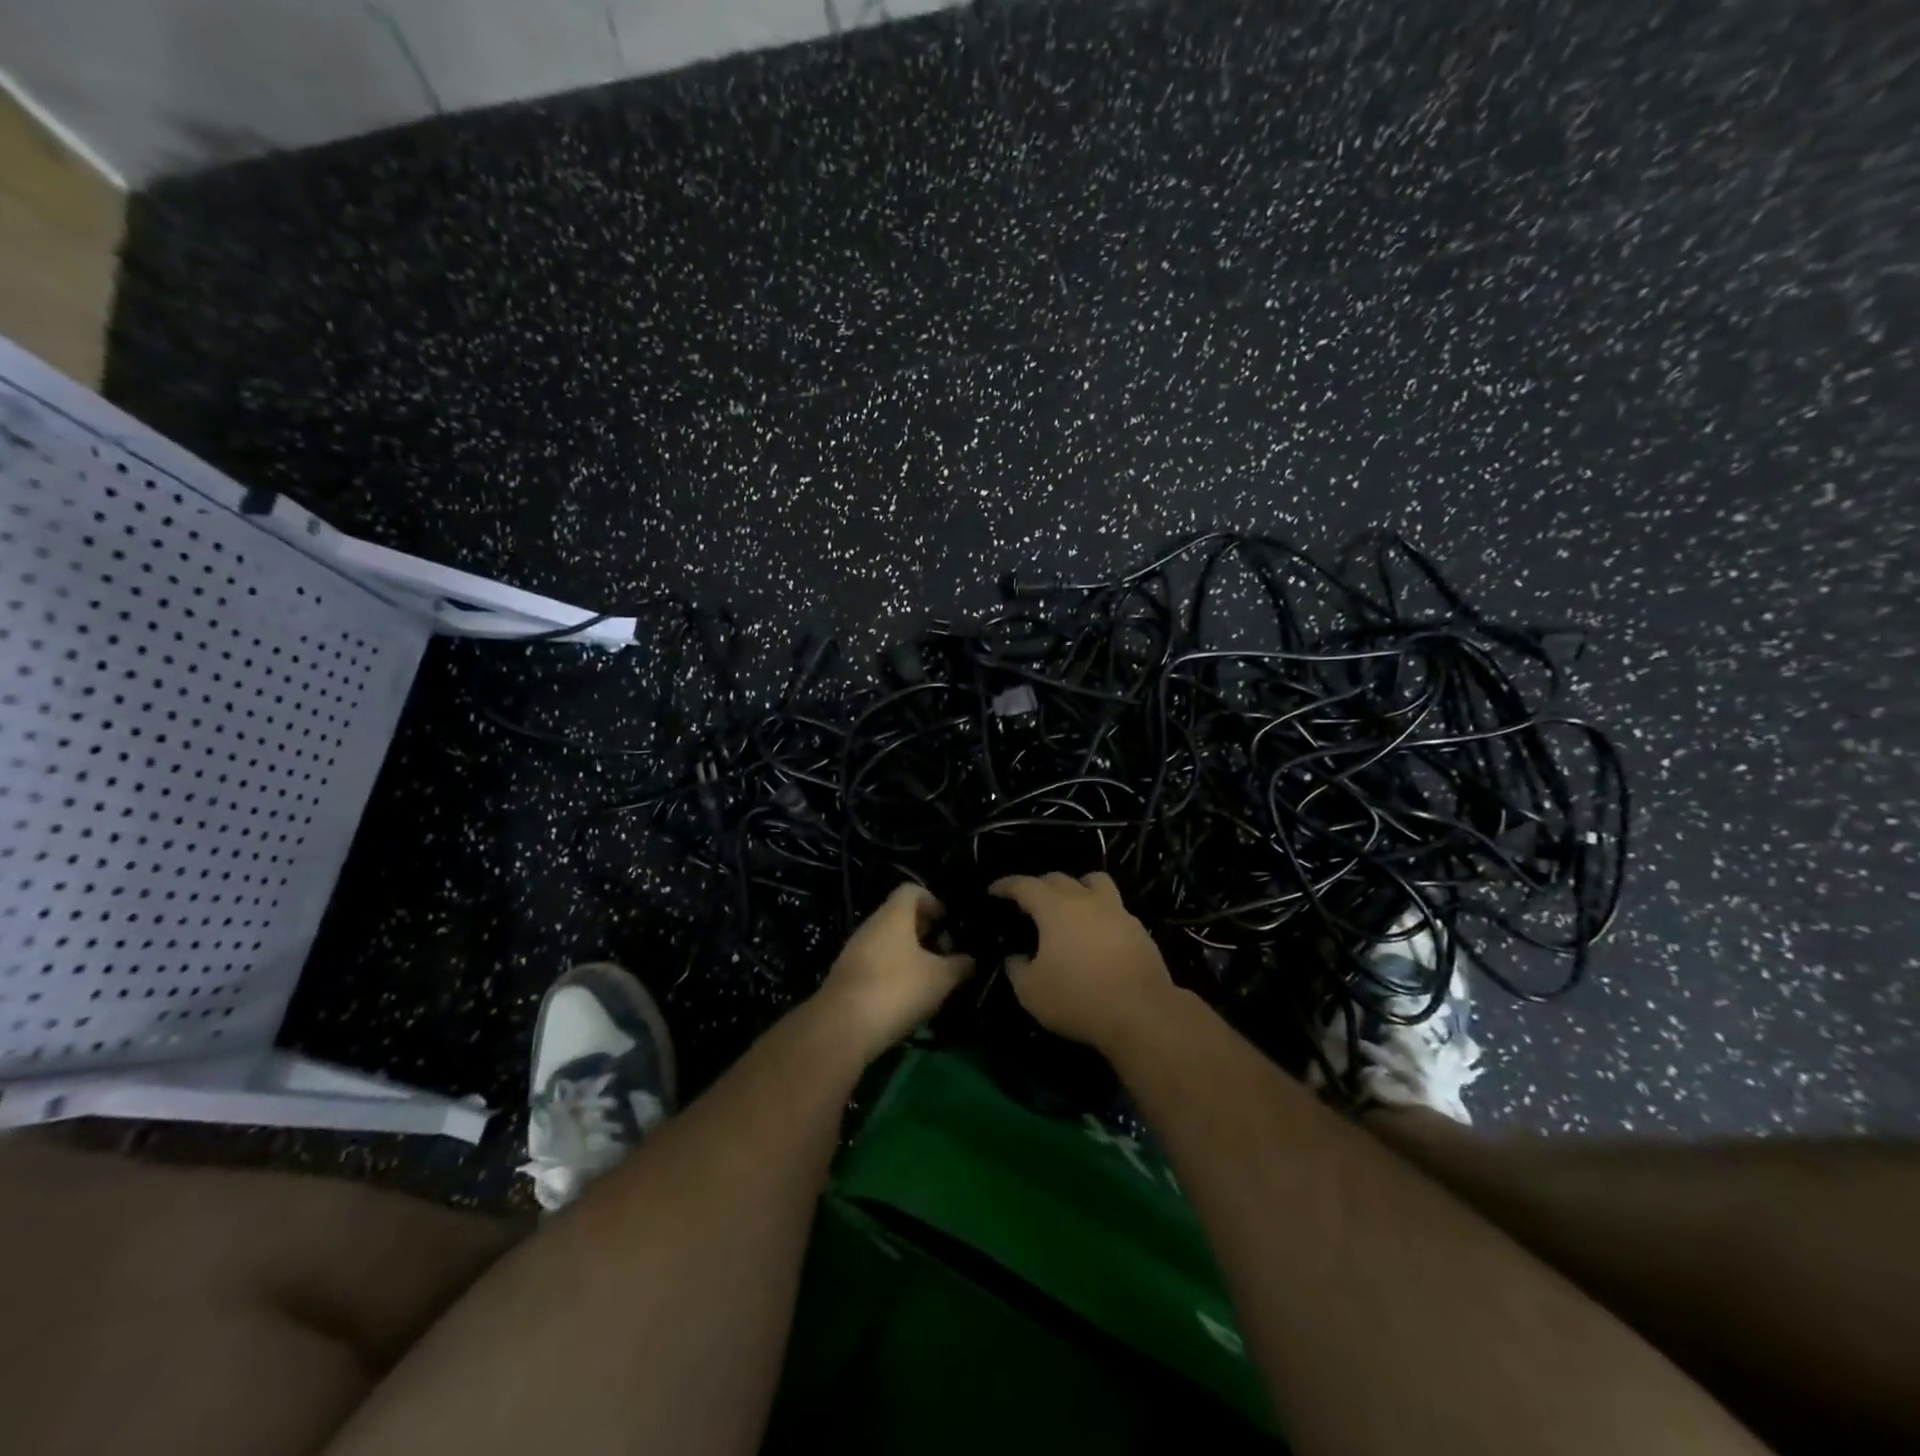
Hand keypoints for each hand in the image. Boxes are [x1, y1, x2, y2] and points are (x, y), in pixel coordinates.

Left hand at [816, 883, 973, 1062]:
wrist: (842, 1027)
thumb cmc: (897, 989)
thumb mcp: (940, 978)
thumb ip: (959, 965)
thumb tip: (971, 960)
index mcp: (893, 914)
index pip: (913, 890)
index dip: (934, 902)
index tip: (949, 924)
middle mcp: (872, 925)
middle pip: (901, 917)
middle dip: (925, 933)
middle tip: (946, 955)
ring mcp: (856, 951)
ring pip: (888, 943)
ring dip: (910, 956)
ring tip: (931, 980)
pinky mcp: (848, 977)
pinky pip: (876, 965)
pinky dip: (893, 974)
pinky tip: (907, 998)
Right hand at [988, 872, 1173, 1048]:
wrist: (1141, 1012)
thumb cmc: (1078, 998)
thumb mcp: (1031, 992)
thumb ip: (1017, 969)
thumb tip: (1016, 957)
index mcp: (1054, 907)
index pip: (1024, 885)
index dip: (1006, 885)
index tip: (994, 890)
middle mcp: (1085, 899)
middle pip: (1058, 878)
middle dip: (1038, 886)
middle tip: (1028, 902)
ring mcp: (1116, 910)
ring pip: (1094, 882)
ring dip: (1077, 887)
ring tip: (1069, 905)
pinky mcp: (1138, 928)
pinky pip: (1113, 908)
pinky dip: (1099, 912)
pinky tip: (1095, 933)